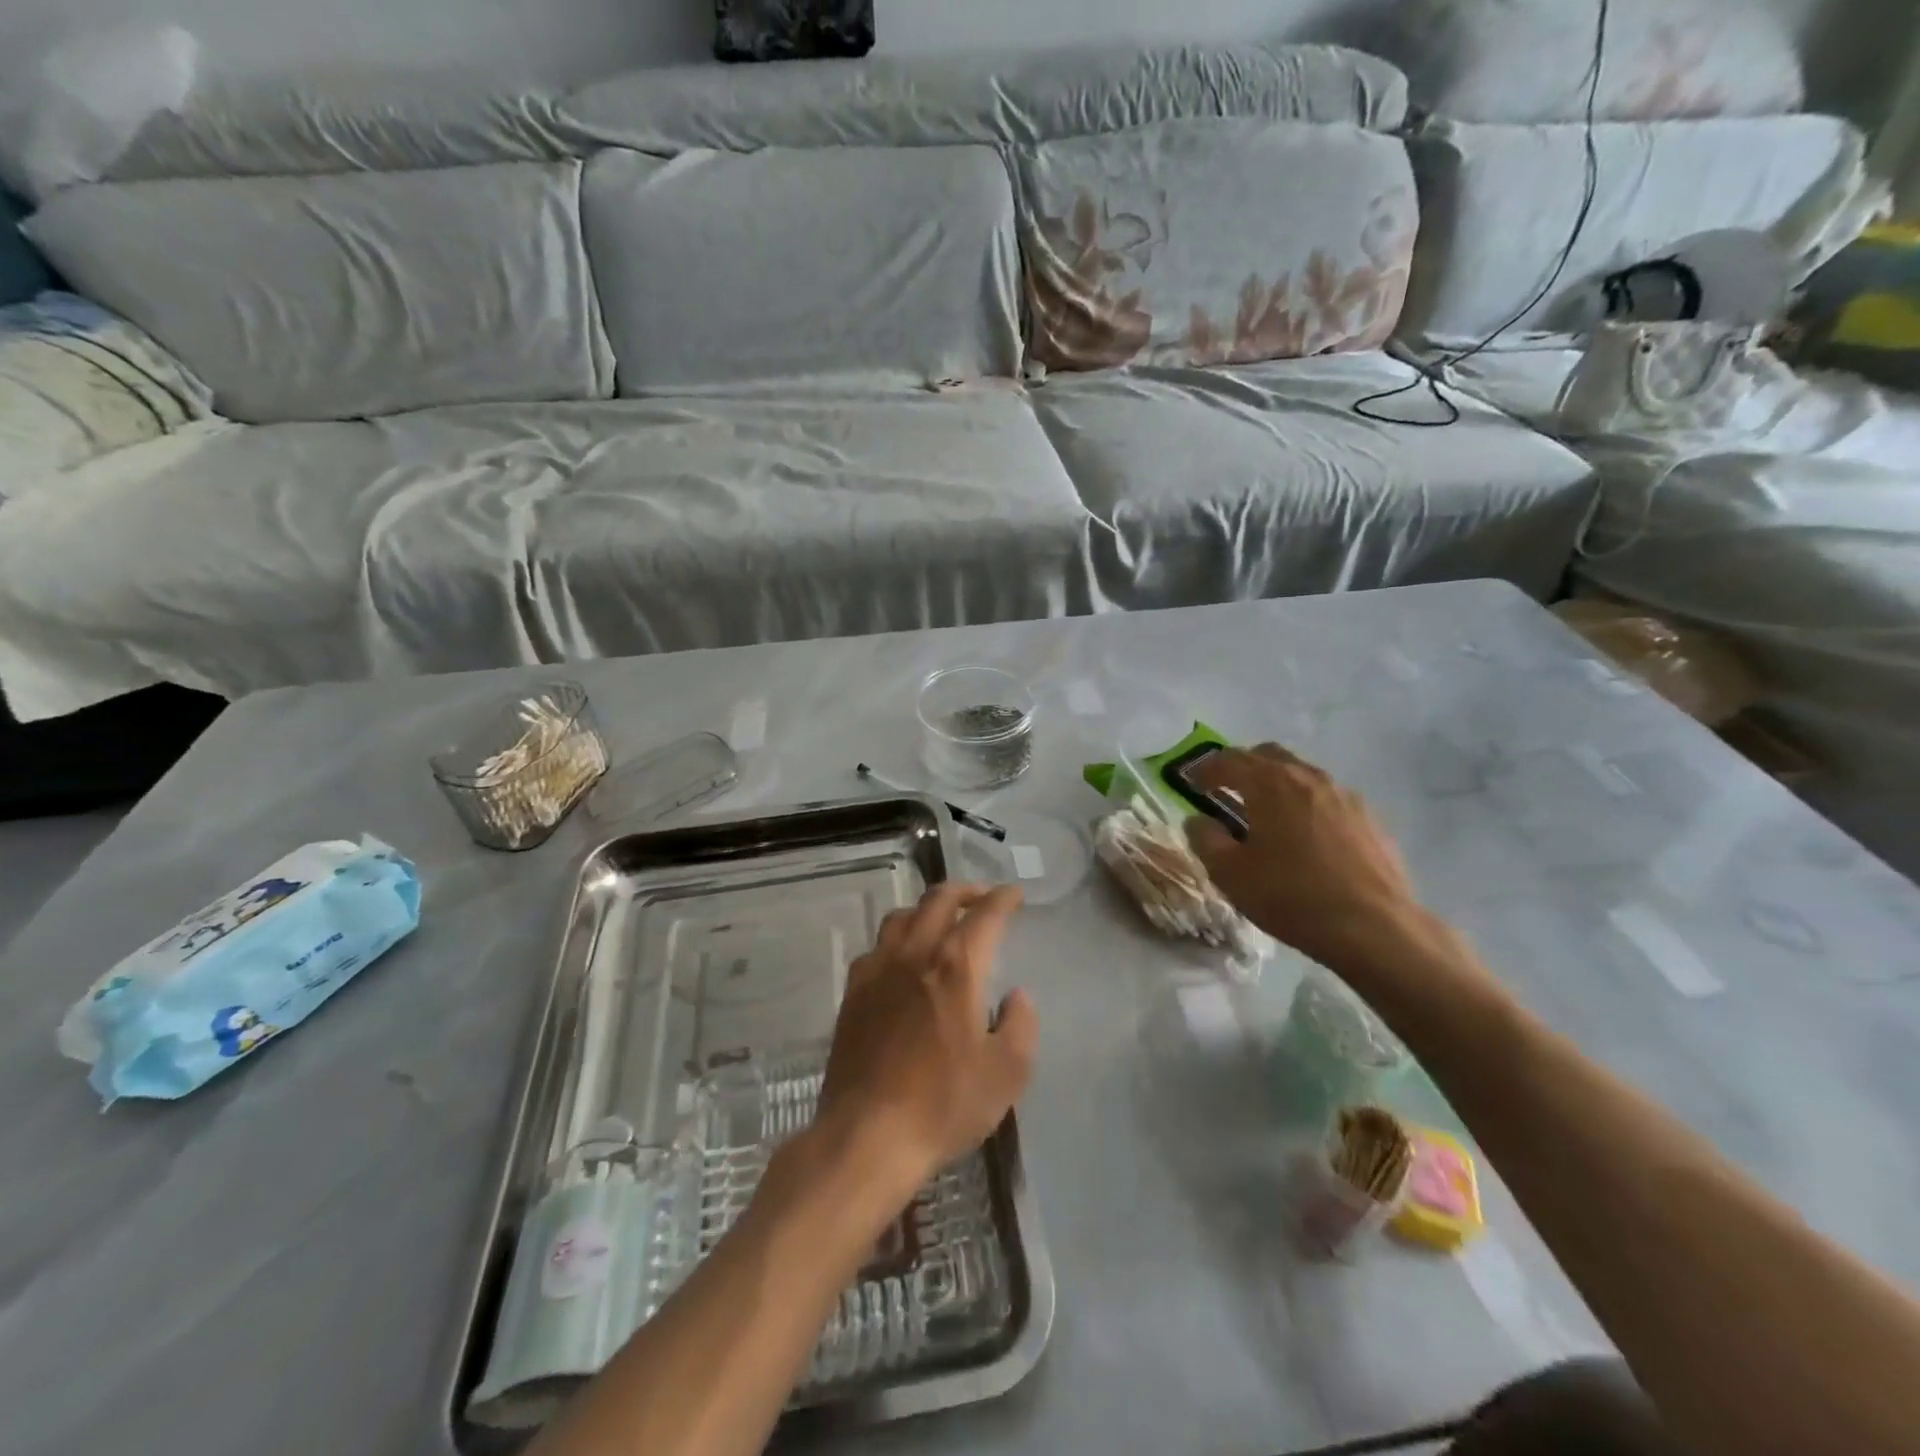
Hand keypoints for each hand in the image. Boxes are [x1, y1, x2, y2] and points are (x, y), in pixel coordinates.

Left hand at [816, 884, 1037, 1199]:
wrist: (866, 1135)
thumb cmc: (943, 1104)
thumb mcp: (1006, 1073)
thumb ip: (1021, 1025)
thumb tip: (1016, 996)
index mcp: (956, 966)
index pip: (985, 914)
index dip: (1003, 899)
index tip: (1014, 895)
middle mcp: (914, 954)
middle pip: (938, 899)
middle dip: (966, 891)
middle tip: (983, 898)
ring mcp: (877, 970)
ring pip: (902, 916)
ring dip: (928, 908)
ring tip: (942, 921)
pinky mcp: (853, 993)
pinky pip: (877, 946)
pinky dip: (897, 938)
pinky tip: (902, 959)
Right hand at [1184, 744, 1427, 977]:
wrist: (1375, 928)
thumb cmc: (1291, 896)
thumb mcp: (1230, 874)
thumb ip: (1206, 839)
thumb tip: (1198, 821)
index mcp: (1270, 783)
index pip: (1229, 760)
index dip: (1206, 769)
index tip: (1192, 783)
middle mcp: (1308, 777)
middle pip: (1269, 756)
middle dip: (1244, 768)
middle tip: (1228, 791)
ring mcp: (1345, 796)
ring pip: (1302, 775)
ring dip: (1278, 786)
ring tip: (1267, 816)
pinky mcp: (1370, 820)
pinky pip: (1328, 800)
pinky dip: (1307, 807)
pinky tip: (1306, 839)